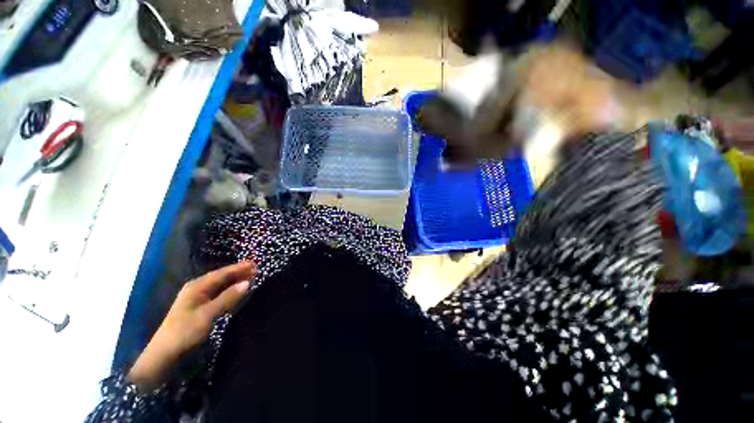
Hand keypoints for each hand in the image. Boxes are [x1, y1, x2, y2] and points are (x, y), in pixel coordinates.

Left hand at [127, 261, 255, 390]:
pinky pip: (217, 293)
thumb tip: (247, 283)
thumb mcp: (208, 314)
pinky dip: (229, 290)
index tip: (254, 264)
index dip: (239, 268)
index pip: (222, 273)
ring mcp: (196, 297)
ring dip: (234, 281)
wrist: (165, 352)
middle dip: (238, 273)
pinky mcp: (198, 305)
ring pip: (219, 285)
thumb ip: (228, 298)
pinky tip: (236, 290)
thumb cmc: (186, 331)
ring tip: (250, 277)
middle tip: (255, 269)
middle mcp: (197, 288)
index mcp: (197, 286)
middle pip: (221, 277)